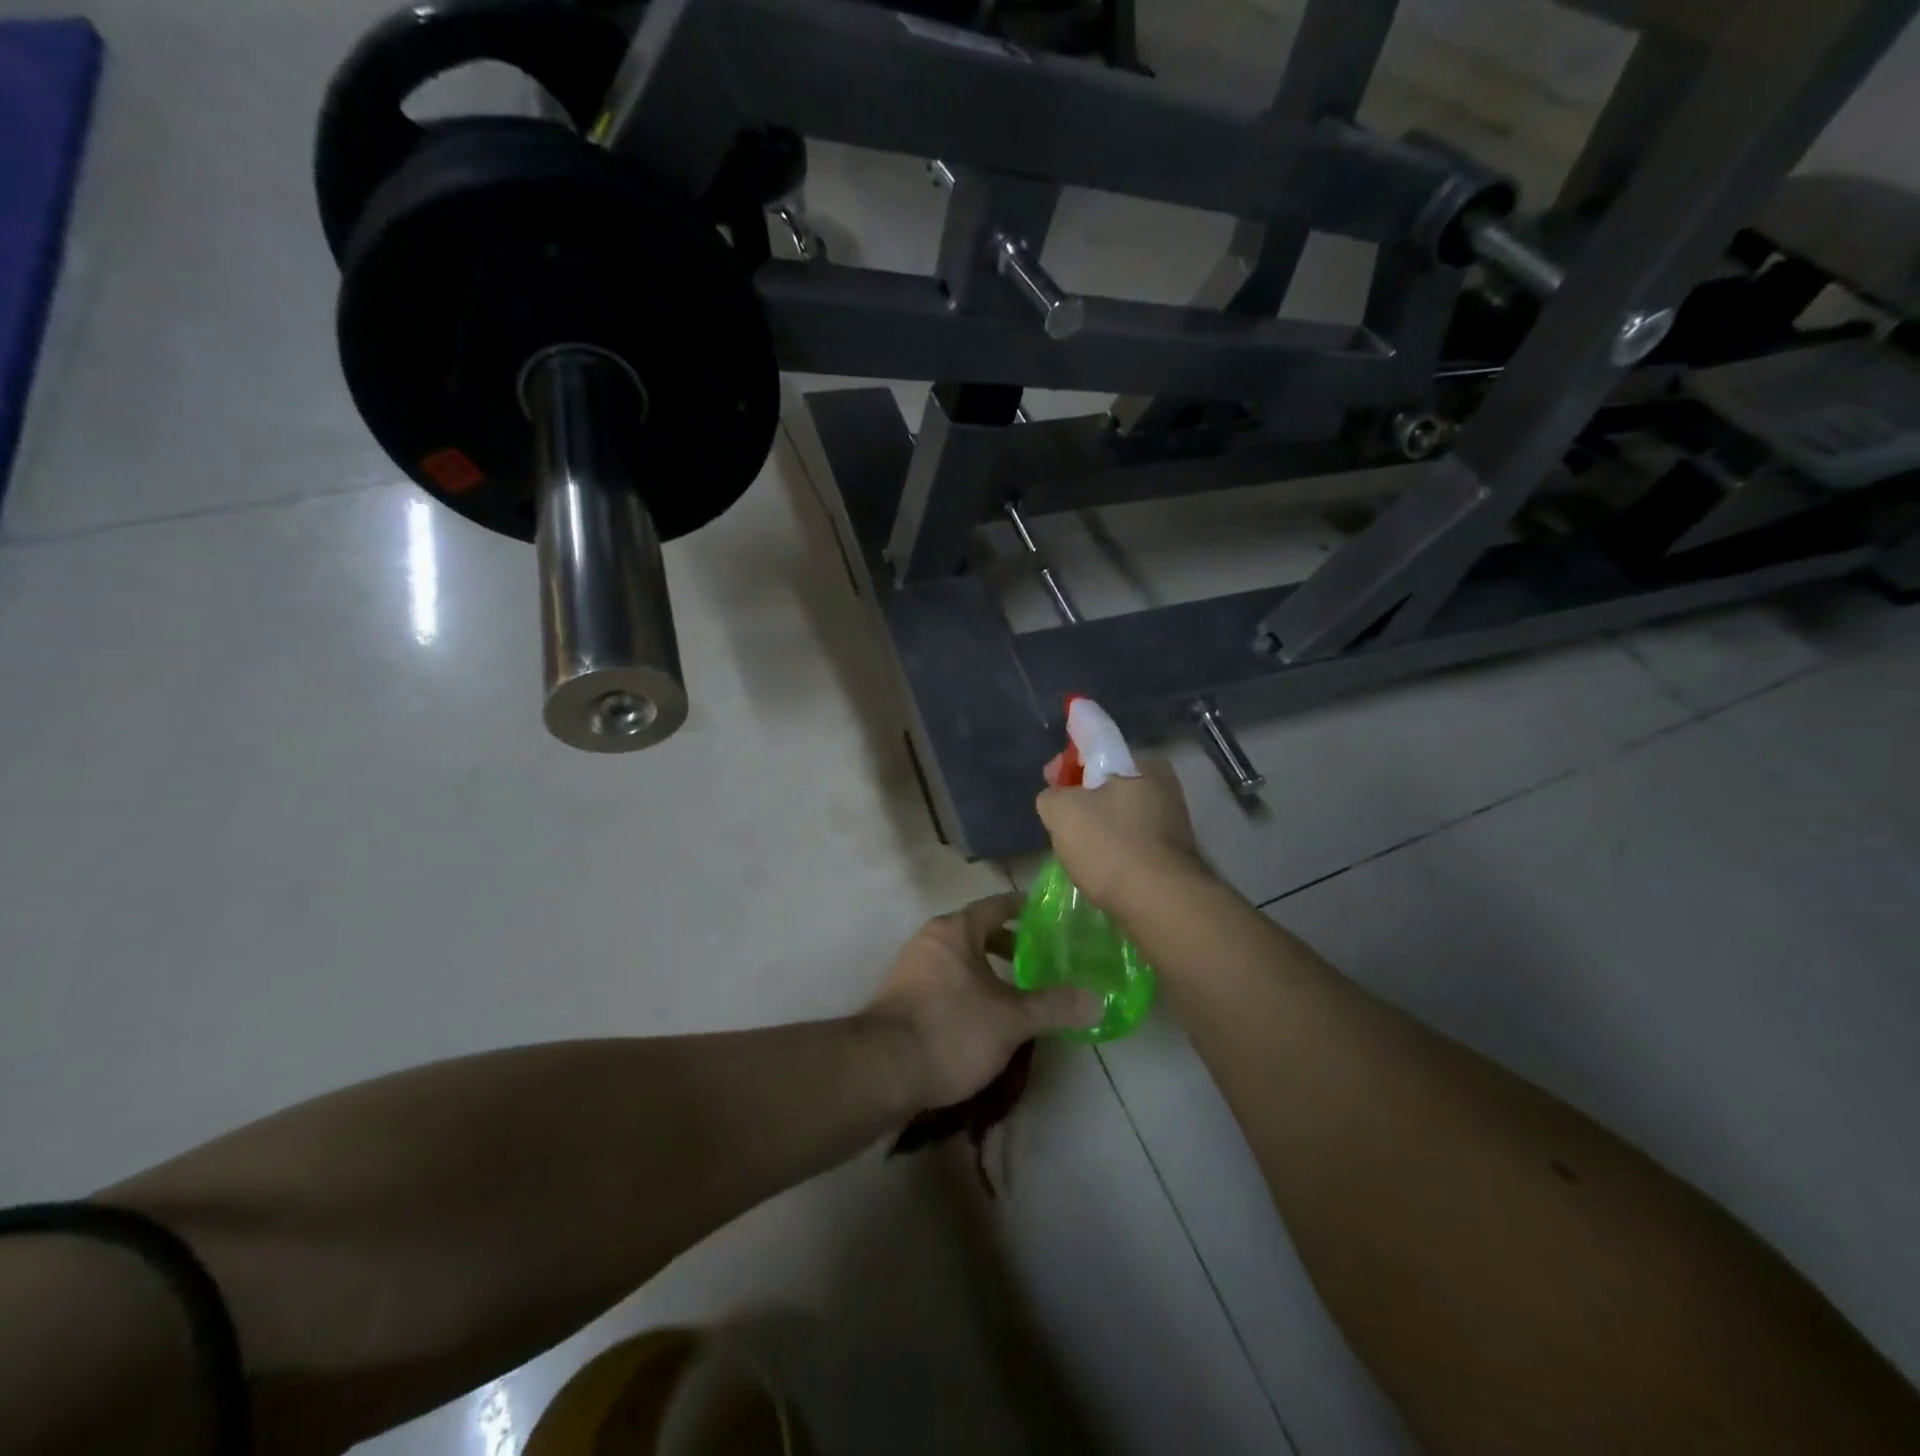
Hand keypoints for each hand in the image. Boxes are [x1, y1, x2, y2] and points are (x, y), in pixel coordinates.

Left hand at [863, 893, 1101, 1108]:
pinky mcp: (900, 997)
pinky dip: (967, 989)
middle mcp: (929, 939)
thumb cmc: (951, 1029)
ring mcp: (910, 968)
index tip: (1050, 917)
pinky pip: (944, 981)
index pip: (997, 905)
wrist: (882, 1069)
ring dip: (987, 970)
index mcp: (955, 930)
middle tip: (1041, 960)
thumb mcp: (1012, 1020)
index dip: (1025, 909)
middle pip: (976, 931)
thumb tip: (1098, 1000)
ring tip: (1016, 994)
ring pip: (959, 959)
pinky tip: (982, 1018)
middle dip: (1008, 945)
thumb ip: (1055, 1006)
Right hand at [1035, 755, 1206, 911]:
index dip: (1066, 763)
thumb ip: (1052, 794)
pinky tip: (1099, 867)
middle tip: (1059, 820)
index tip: (1049, 782)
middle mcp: (1165, 786)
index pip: (1096, 748)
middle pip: (1108, 783)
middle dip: (1082, 798)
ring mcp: (1173, 821)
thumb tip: (1056, 798)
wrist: (1160, 903)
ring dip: (1097, 826)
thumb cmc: (1110, 845)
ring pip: (1120, 814)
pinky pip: (1132, 841)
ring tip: (1076, 849)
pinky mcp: (1173, 855)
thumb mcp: (1061, 811)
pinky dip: (1114, 849)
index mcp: (1143, 763)